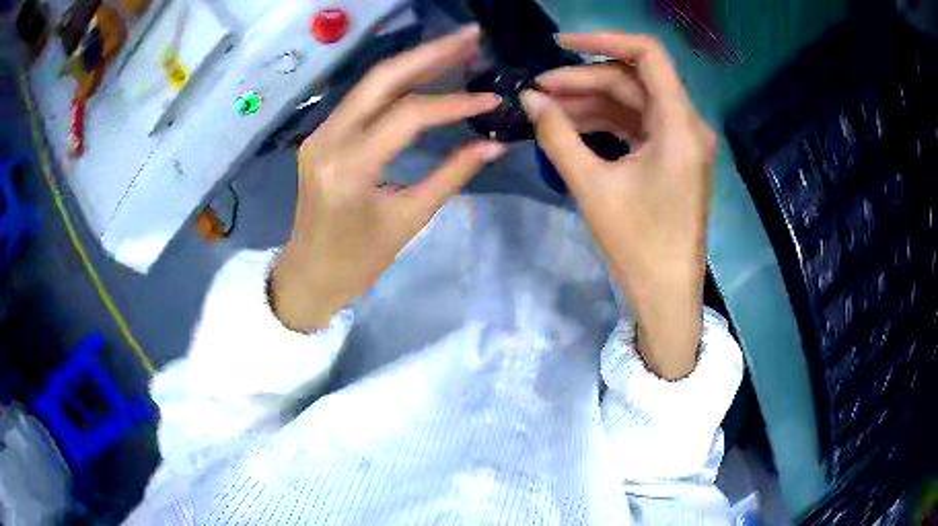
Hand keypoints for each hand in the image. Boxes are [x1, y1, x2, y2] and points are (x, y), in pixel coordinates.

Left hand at [271, 25, 506, 331]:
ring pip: (371, 82)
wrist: (310, 273)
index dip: (455, 102)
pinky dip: (398, 82)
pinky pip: (363, 98)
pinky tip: (427, 72)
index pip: (408, 115)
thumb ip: (453, 175)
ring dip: (416, 61)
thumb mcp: (409, 220)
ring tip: (457, 46)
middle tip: (472, 36)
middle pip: (382, 78)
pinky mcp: (322, 134)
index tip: (493, 97)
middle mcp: (328, 138)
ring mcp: (320, 132)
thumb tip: (495, 144)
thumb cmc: (358, 260)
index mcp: (349, 167)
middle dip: (431, 52)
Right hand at [521, 33, 715, 378]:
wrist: (667, 293)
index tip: (560, 44)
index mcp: (680, 125)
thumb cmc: (637, 245)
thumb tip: (528, 98)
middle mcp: (687, 124)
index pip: (648, 55)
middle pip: (633, 79)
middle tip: (537, 90)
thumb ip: (557, 134)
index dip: (603, 38)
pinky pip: (637, 124)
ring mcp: (682, 140)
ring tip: (545, 106)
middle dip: (584, 78)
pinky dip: (606, 121)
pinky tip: (571, 124)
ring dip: (591, 100)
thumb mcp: (592, 186)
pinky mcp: (672, 156)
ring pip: (633, 101)